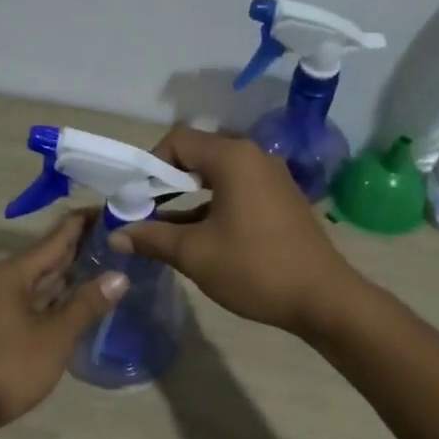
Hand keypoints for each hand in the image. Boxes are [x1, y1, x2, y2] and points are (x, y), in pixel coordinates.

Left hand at [0, 212, 127, 438]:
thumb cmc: (10, 367)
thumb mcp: (55, 336)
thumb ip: (87, 304)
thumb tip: (120, 276)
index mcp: (15, 273)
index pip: (57, 236)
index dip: (86, 222)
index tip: (117, 210)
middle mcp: (7, 279)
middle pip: (51, 255)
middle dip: (85, 245)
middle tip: (124, 236)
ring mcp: (4, 302)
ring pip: (45, 278)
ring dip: (74, 271)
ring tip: (112, 260)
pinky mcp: (5, 323)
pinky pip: (39, 298)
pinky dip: (62, 294)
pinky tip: (85, 295)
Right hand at [109, 125, 362, 334]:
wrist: (323, 298)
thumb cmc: (254, 268)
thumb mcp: (194, 254)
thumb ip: (152, 238)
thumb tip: (115, 235)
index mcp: (233, 158)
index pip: (178, 140)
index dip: (149, 165)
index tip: (135, 198)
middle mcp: (254, 157)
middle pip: (197, 154)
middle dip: (166, 181)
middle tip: (145, 211)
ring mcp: (271, 178)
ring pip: (217, 176)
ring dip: (188, 196)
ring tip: (165, 229)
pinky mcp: (280, 199)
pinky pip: (237, 190)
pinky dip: (212, 205)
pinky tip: (198, 236)